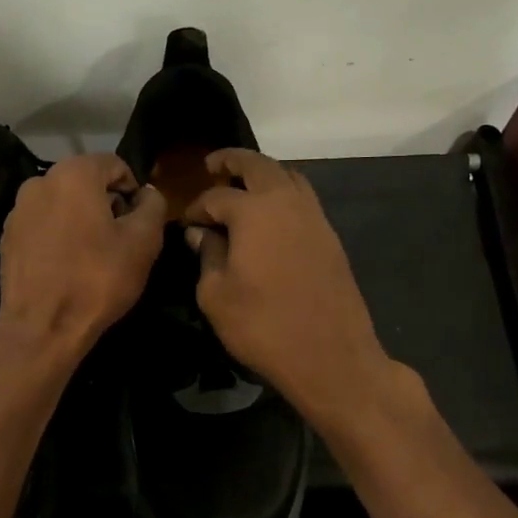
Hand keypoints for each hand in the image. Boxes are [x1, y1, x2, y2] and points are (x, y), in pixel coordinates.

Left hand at [0, 154, 165, 363]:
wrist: (42, 328)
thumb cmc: (97, 280)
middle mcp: (39, 181)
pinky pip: (43, 225)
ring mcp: (18, 209)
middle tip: (119, 242)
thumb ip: (153, 207)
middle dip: (106, 205)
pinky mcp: (7, 237)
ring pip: (63, 204)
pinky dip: (58, 236)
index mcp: (73, 174)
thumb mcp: (143, 242)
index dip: (134, 191)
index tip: (139, 223)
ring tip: (92, 256)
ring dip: (82, 220)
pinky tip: (67, 266)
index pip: (115, 165)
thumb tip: (147, 194)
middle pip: (86, 182)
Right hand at [185, 149, 392, 423]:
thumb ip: (207, 256)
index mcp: (254, 211)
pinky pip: (303, 200)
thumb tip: (201, 234)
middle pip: (259, 165)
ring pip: (288, 177)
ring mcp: (315, 218)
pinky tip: (270, 218)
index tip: (186, 223)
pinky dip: (284, 195)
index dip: (196, 208)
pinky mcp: (330, 238)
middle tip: (214, 165)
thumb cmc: (263, 327)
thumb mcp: (216, 296)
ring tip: (244, 187)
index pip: (217, 197)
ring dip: (264, 174)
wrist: (331, 357)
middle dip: (233, 161)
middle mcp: (287, 203)